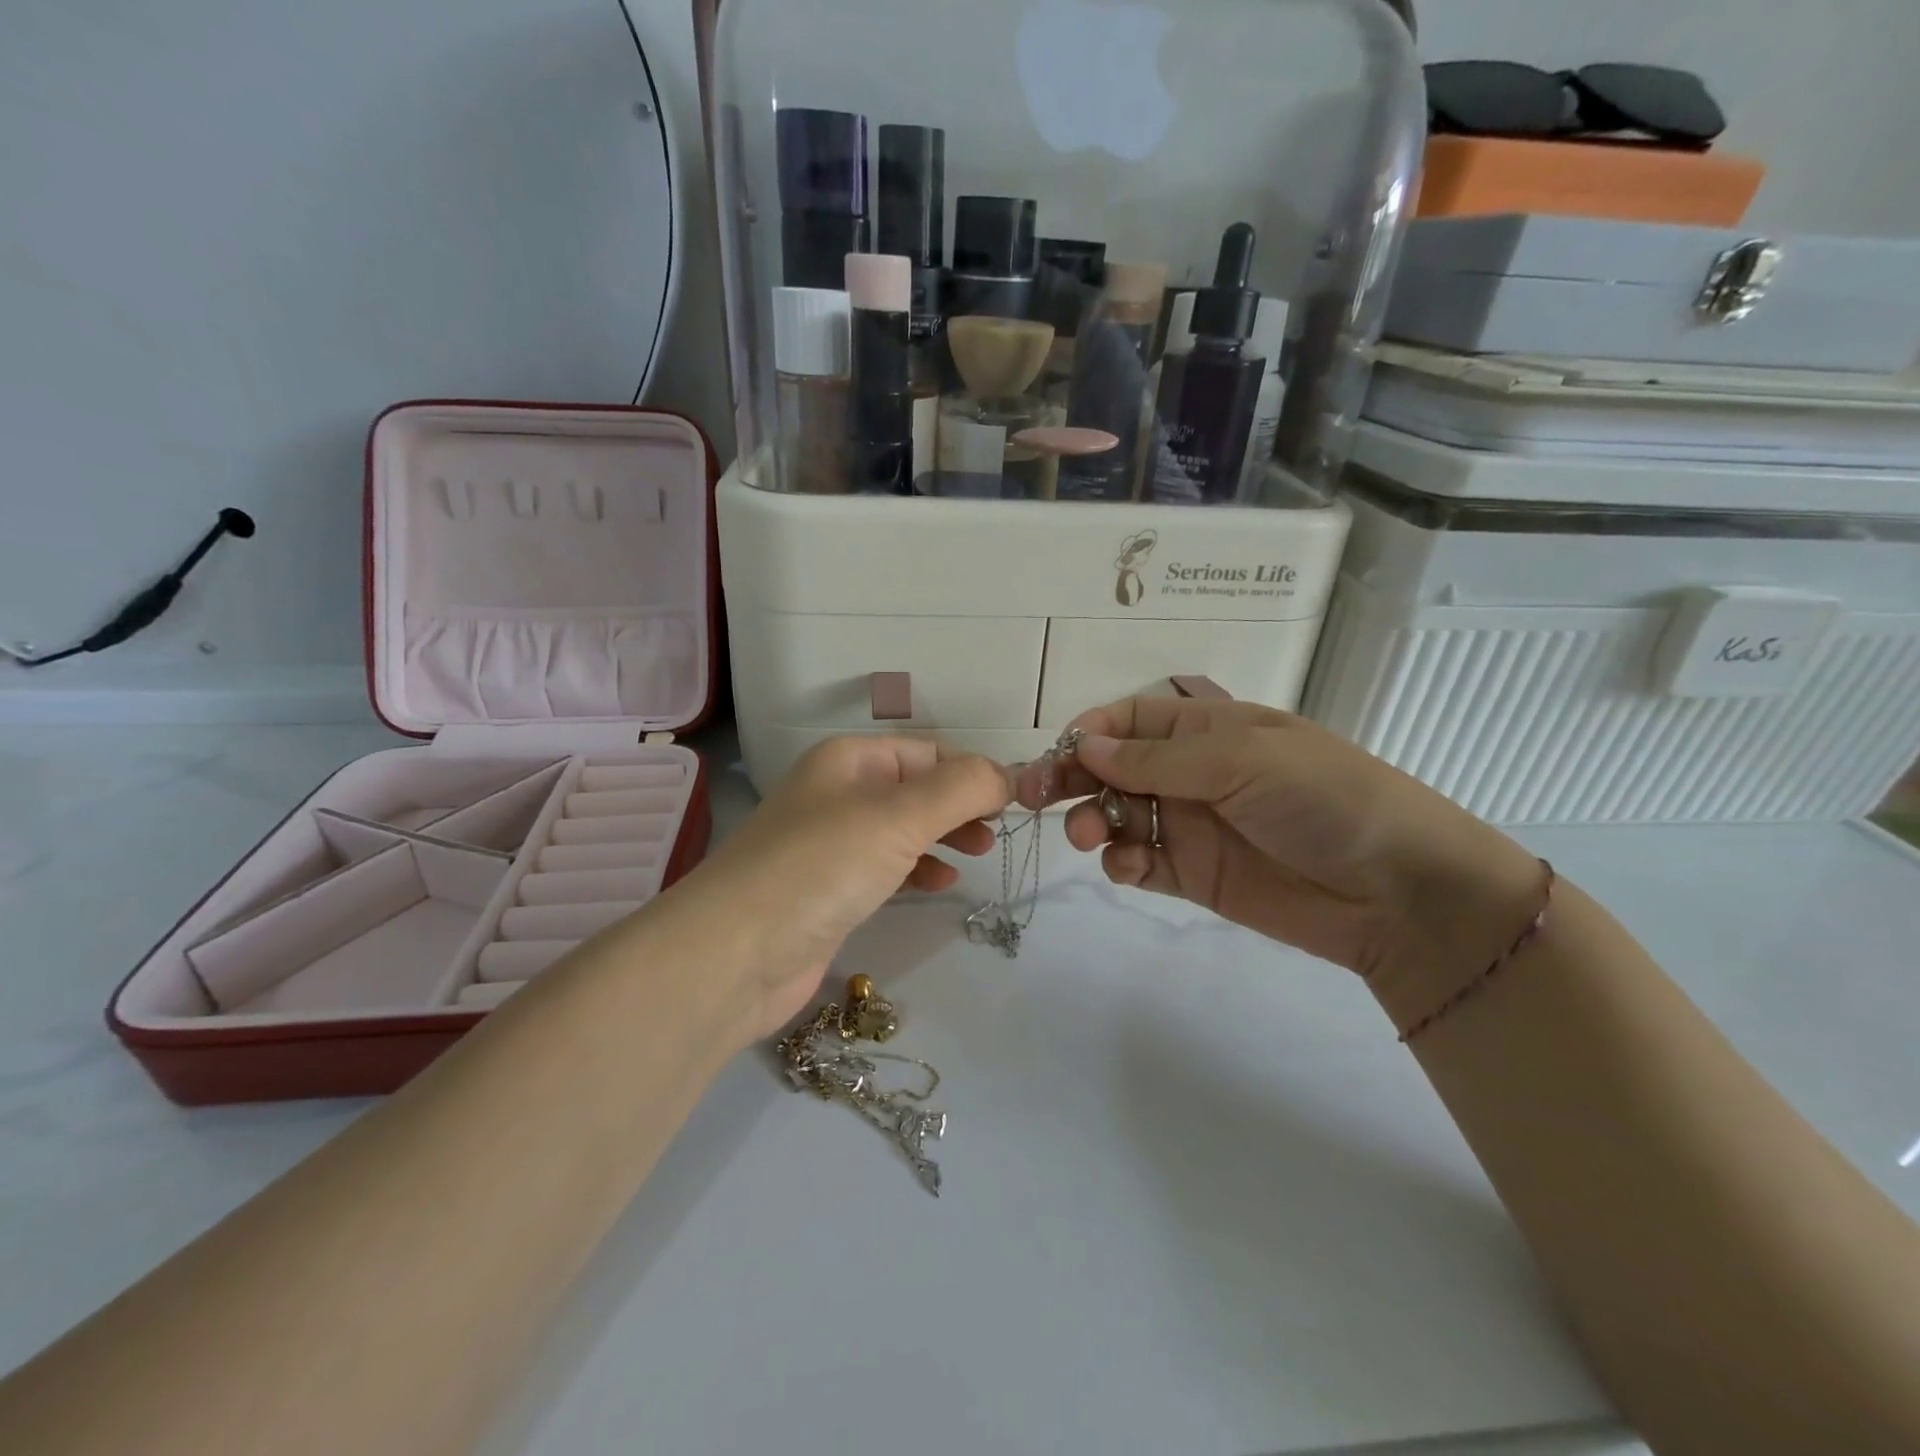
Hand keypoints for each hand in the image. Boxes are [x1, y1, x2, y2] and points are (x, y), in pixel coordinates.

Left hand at [680, 737, 1009, 1042]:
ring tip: (981, 853)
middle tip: (999, 832)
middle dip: (961, 805)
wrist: (734, 955)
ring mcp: (831, 843)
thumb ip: (960, 789)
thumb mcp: (898, 817)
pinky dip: (918, 868)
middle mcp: (838, 793)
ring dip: (944, 835)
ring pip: (903, 828)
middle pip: (916, 788)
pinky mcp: (829, 889)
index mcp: (849, 760)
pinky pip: (886, 866)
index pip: (926, 752)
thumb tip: (1008, 774)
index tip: (1015, 801)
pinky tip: (941, 883)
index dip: (972, 772)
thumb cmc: (820, 868)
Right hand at [1019, 698, 1543, 997]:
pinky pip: (1138, 861)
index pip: (1132, 718)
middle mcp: (1191, 772)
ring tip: (1090, 836)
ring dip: (1092, 820)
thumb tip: (1083, 743)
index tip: (1062, 751)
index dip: (1093, 730)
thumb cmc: (1324, 798)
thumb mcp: (1242, 759)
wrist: (1396, 892)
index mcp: (1208, 728)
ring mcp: (1190, 825)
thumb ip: (1158, 757)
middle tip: (1034, 795)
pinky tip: (1126, 866)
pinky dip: (1121, 862)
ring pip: (1117, 814)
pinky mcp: (1192, 875)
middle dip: (1073, 776)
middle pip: (1113, 767)